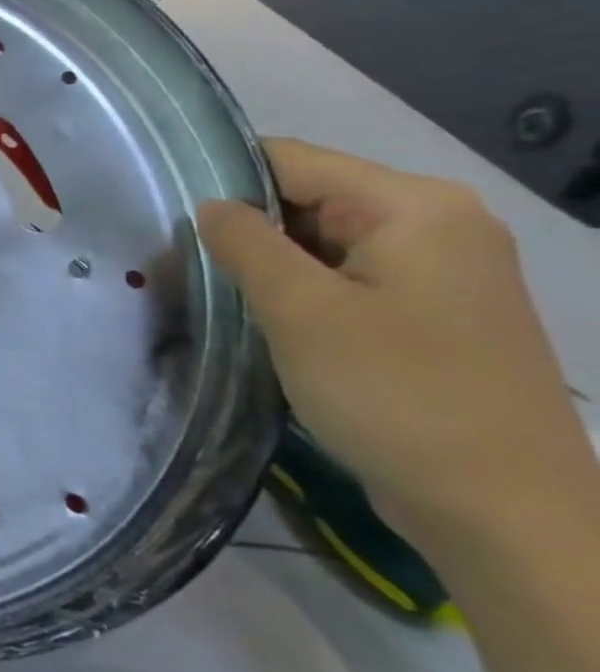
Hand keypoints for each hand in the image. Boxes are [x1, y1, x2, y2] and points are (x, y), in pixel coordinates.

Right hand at [198, 139, 594, 543]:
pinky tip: (264, 320)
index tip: (168, 223)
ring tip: (213, 295)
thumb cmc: (396, 395)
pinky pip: (347, 276)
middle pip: (308, 198)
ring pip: (323, 241)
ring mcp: (444, 270)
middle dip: (243, 230)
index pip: (291, 161)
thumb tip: (209, 206)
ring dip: (267, 265)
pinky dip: (300, 290)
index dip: (223, 184)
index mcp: (415, 207)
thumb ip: (244, 243)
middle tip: (180, 267)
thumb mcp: (299, 311)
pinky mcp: (435, 311)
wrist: (503, 510)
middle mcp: (439, 223)